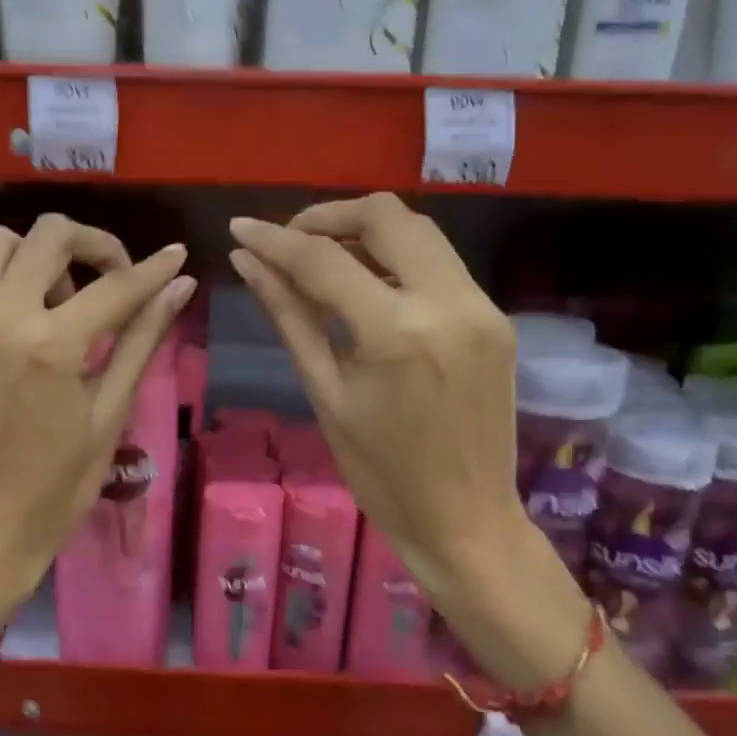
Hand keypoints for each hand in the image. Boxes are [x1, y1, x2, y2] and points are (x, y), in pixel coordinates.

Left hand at [0, 215, 193, 611]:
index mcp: (50, 346)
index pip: (114, 286)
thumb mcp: (111, 411)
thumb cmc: (60, 484)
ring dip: (40, 255)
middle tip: (115, 278)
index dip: (153, 269)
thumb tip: (180, 287)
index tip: (176, 256)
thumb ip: (143, 338)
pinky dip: (7, 281)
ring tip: (63, 301)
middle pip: (49, 235)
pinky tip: (29, 321)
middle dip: (94, 244)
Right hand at [228, 194, 584, 681]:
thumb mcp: (325, 393)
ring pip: (418, 231)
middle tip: (289, 242)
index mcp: (396, 333)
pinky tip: (367, 284)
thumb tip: (248, 262)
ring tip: (323, 259)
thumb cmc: (379, 471)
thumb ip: (290, 316)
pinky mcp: (496, 317)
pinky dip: (396, 259)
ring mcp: (482, 306)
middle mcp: (448, 303)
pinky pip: (439, 264)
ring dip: (365, 231)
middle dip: (328, 217)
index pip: (324, 259)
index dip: (275, 239)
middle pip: (386, 216)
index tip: (240, 227)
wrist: (465, 520)